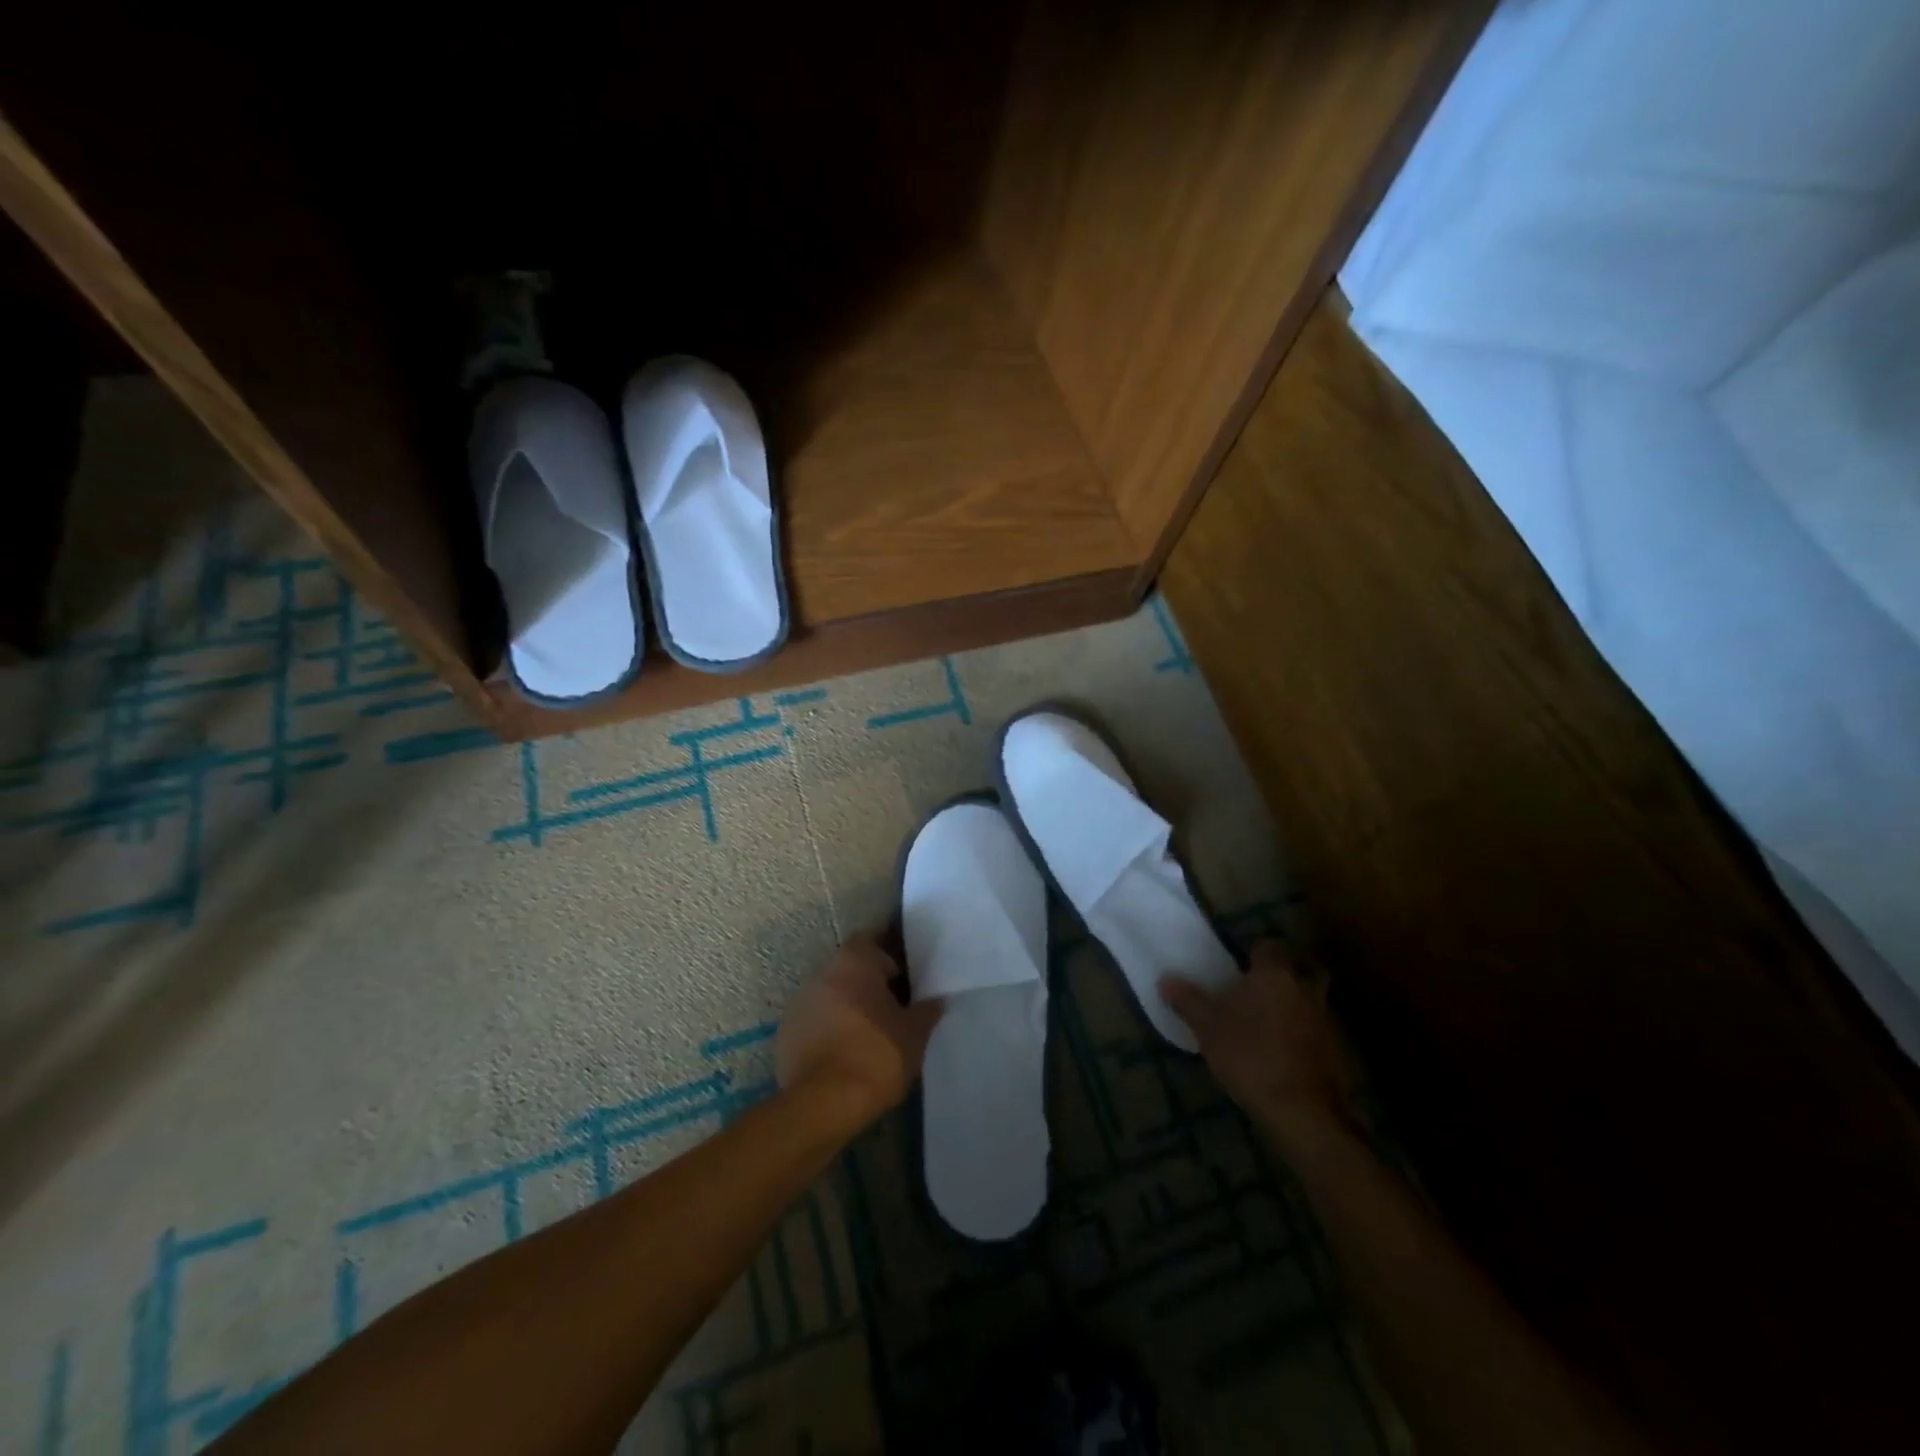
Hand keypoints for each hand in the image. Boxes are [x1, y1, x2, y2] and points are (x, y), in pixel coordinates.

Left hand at [776, 933, 942, 1122]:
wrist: (823, 1103)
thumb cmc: (876, 1055)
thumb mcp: (914, 1034)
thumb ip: (926, 1011)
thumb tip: (936, 1000)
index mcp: (854, 961)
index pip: (873, 939)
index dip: (890, 953)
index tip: (906, 973)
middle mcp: (822, 972)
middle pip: (850, 966)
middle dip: (869, 980)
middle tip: (894, 1003)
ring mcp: (799, 1001)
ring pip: (831, 992)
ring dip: (848, 1004)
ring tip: (871, 1030)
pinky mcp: (785, 1031)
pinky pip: (815, 1019)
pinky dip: (830, 1027)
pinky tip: (846, 1050)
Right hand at [1161, 941, 1355, 1145]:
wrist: (1302, 1111)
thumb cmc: (1250, 1056)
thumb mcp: (1207, 1027)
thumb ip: (1187, 1000)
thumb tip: (1166, 979)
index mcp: (1274, 974)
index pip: (1267, 947)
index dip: (1253, 953)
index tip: (1238, 966)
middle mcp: (1304, 989)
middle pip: (1300, 969)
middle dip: (1285, 974)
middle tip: (1261, 988)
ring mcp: (1326, 1020)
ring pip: (1311, 1000)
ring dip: (1296, 1005)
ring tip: (1269, 1022)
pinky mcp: (1337, 1051)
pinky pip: (1318, 1030)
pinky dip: (1305, 1034)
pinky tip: (1285, 1051)